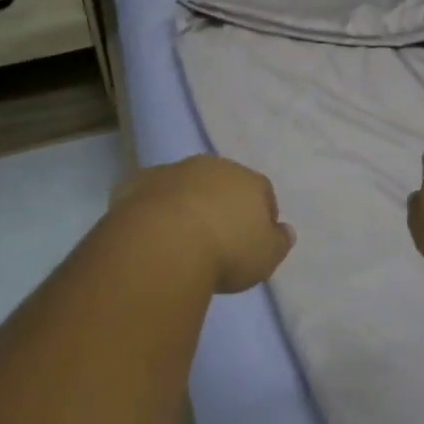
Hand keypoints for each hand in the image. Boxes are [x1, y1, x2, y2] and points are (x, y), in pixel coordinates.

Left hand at [108, 155, 294, 293]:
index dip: (261, 214)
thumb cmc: (225, 251)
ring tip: (181, 237)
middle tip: (217, 237)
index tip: (254, 239)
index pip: (263, 191)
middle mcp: (212, 166)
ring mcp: (173, 171)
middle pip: (223, 182)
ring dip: (186, 202)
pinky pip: (151, 194)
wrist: (163, 243)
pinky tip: (150, 233)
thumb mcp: (266, 257)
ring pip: (185, 184)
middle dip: (222, 203)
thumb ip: (279, 242)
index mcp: (248, 180)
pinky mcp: (138, 182)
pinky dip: (153, 208)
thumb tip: (285, 230)